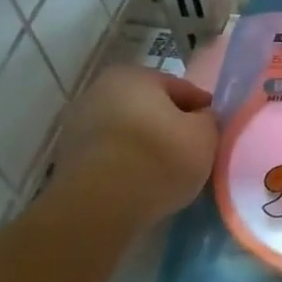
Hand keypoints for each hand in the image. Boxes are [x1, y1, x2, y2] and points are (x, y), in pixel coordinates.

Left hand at [55, 66, 217, 222]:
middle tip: (192, 148)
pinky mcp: (67, 158)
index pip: (181, 88)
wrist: (101, 205)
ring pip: (127, 130)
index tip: (214, 129)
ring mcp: (77, 124)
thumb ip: (208, 120)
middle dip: (169, 123)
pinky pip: (110, 154)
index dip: (202, 108)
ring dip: (146, 143)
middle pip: (149, 107)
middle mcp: (99, 91)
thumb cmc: (160, 157)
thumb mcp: (205, 135)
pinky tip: (142, 181)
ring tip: (167, 169)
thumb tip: (200, 118)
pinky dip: (126, 162)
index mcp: (133, 76)